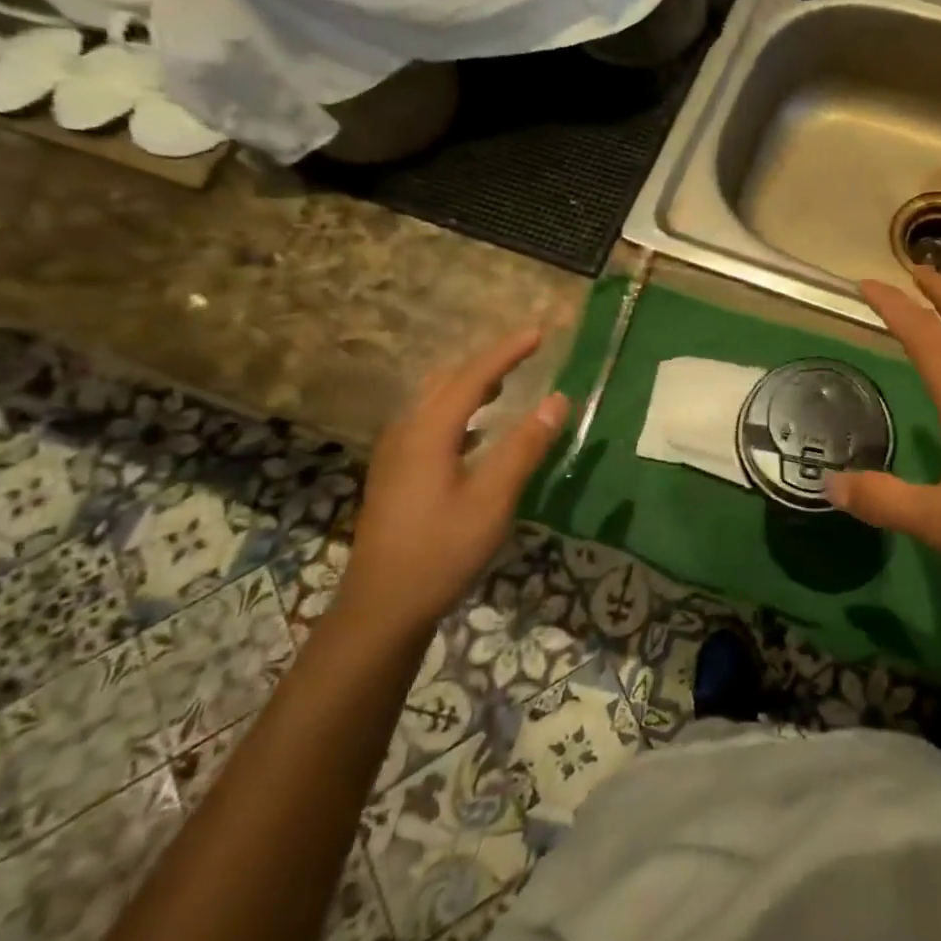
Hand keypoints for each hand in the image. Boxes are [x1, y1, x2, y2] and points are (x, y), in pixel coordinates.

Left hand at [335, 327, 569, 639]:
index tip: (538, 333)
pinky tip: (476, 431)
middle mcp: (406, 432)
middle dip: (488, 362)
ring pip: (434, 401)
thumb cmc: (442, 550)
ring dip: (471, 384)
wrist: (382, 606)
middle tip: (525, 353)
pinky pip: (429, 421)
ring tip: (505, 382)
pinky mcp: (395, 474)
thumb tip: (557, 399)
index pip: (472, 377)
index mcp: (428, 432)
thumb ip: (525, 446)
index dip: (507, 352)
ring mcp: (395, 454)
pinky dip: (459, 410)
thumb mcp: (493, 499)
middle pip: (448, 382)